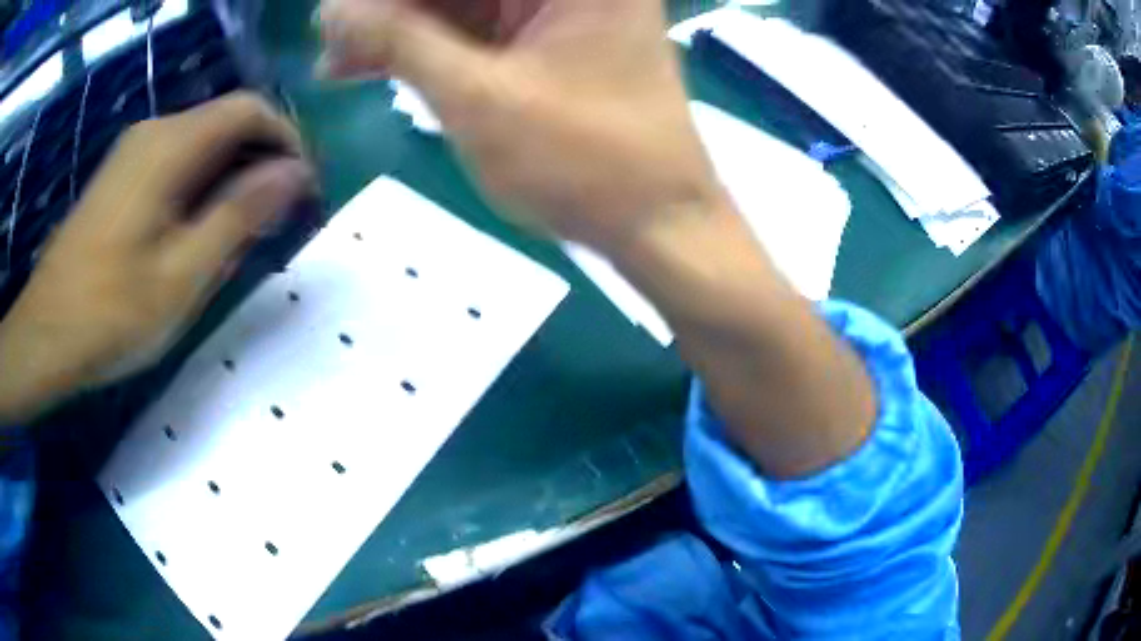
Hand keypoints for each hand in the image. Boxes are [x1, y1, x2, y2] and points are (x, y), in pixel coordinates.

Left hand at [0, 93, 313, 423]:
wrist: (45, 335)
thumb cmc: (110, 313)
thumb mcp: (182, 274)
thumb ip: (239, 214)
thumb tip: (295, 173)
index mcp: (171, 145)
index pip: (250, 109)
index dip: (287, 139)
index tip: (302, 188)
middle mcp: (153, 132)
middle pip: (225, 123)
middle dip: (259, 162)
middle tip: (274, 221)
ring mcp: (132, 154)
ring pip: (200, 145)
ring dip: (229, 178)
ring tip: (238, 236)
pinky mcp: (119, 179)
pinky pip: (174, 164)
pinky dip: (199, 187)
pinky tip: (194, 234)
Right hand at [318, 0, 726, 252]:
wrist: (658, 225)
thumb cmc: (585, 164)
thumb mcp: (478, 98)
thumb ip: (399, 42)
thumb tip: (329, 9)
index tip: (333, 15)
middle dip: (386, 9)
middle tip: (326, 39)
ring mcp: (561, 9)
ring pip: (461, 3)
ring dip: (397, 31)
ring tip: (333, 61)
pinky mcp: (549, 40)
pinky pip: (476, 29)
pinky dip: (427, 48)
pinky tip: (372, 67)